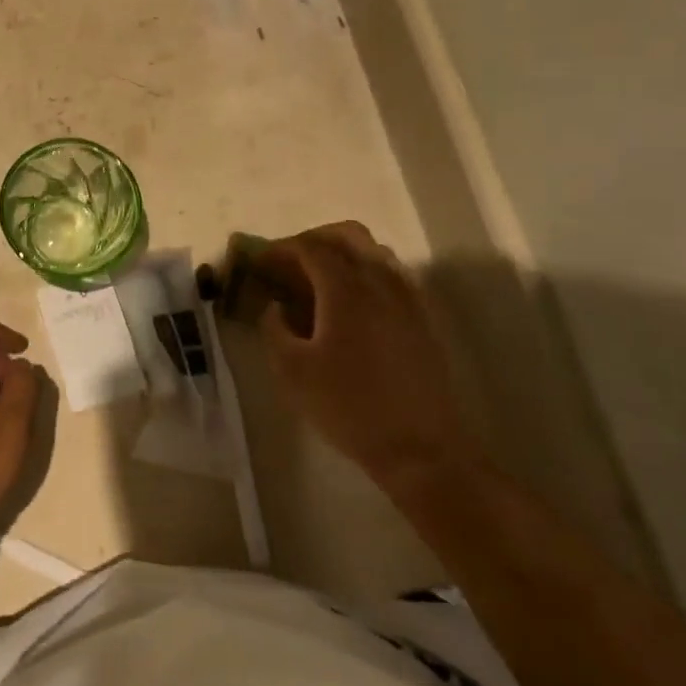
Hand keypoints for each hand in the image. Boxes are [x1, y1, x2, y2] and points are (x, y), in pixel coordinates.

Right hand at [253, 223, 474, 488]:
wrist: (422, 451)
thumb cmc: (349, 407)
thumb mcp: (292, 371)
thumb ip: (274, 329)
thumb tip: (275, 307)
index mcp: (345, 290)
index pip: (310, 248)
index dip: (281, 248)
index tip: (260, 262)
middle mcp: (380, 283)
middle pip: (348, 235)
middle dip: (314, 240)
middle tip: (290, 263)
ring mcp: (408, 300)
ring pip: (376, 252)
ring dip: (344, 253)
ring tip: (319, 281)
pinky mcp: (424, 320)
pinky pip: (394, 276)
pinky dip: (368, 274)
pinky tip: (353, 304)